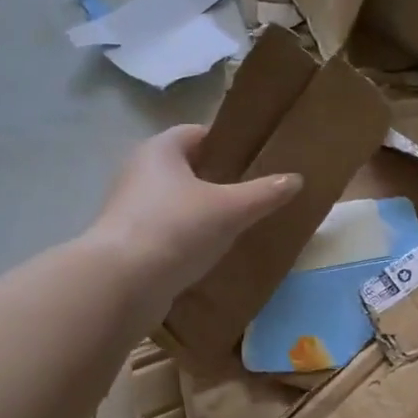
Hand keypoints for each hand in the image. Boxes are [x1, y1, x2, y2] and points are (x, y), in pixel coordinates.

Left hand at [91, 125, 302, 294]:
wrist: (121, 284)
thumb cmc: (176, 229)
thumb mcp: (230, 209)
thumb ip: (263, 193)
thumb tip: (296, 179)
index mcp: (160, 150)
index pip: (198, 134)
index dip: (227, 143)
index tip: (256, 158)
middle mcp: (139, 171)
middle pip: (186, 168)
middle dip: (217, 179)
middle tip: (253, 192)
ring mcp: (129, 208)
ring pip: (175, 201)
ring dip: (201, 210)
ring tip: (237, 224)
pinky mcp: (127, 241)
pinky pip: (166, 230)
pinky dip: (186, 236)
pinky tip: (209, 253)